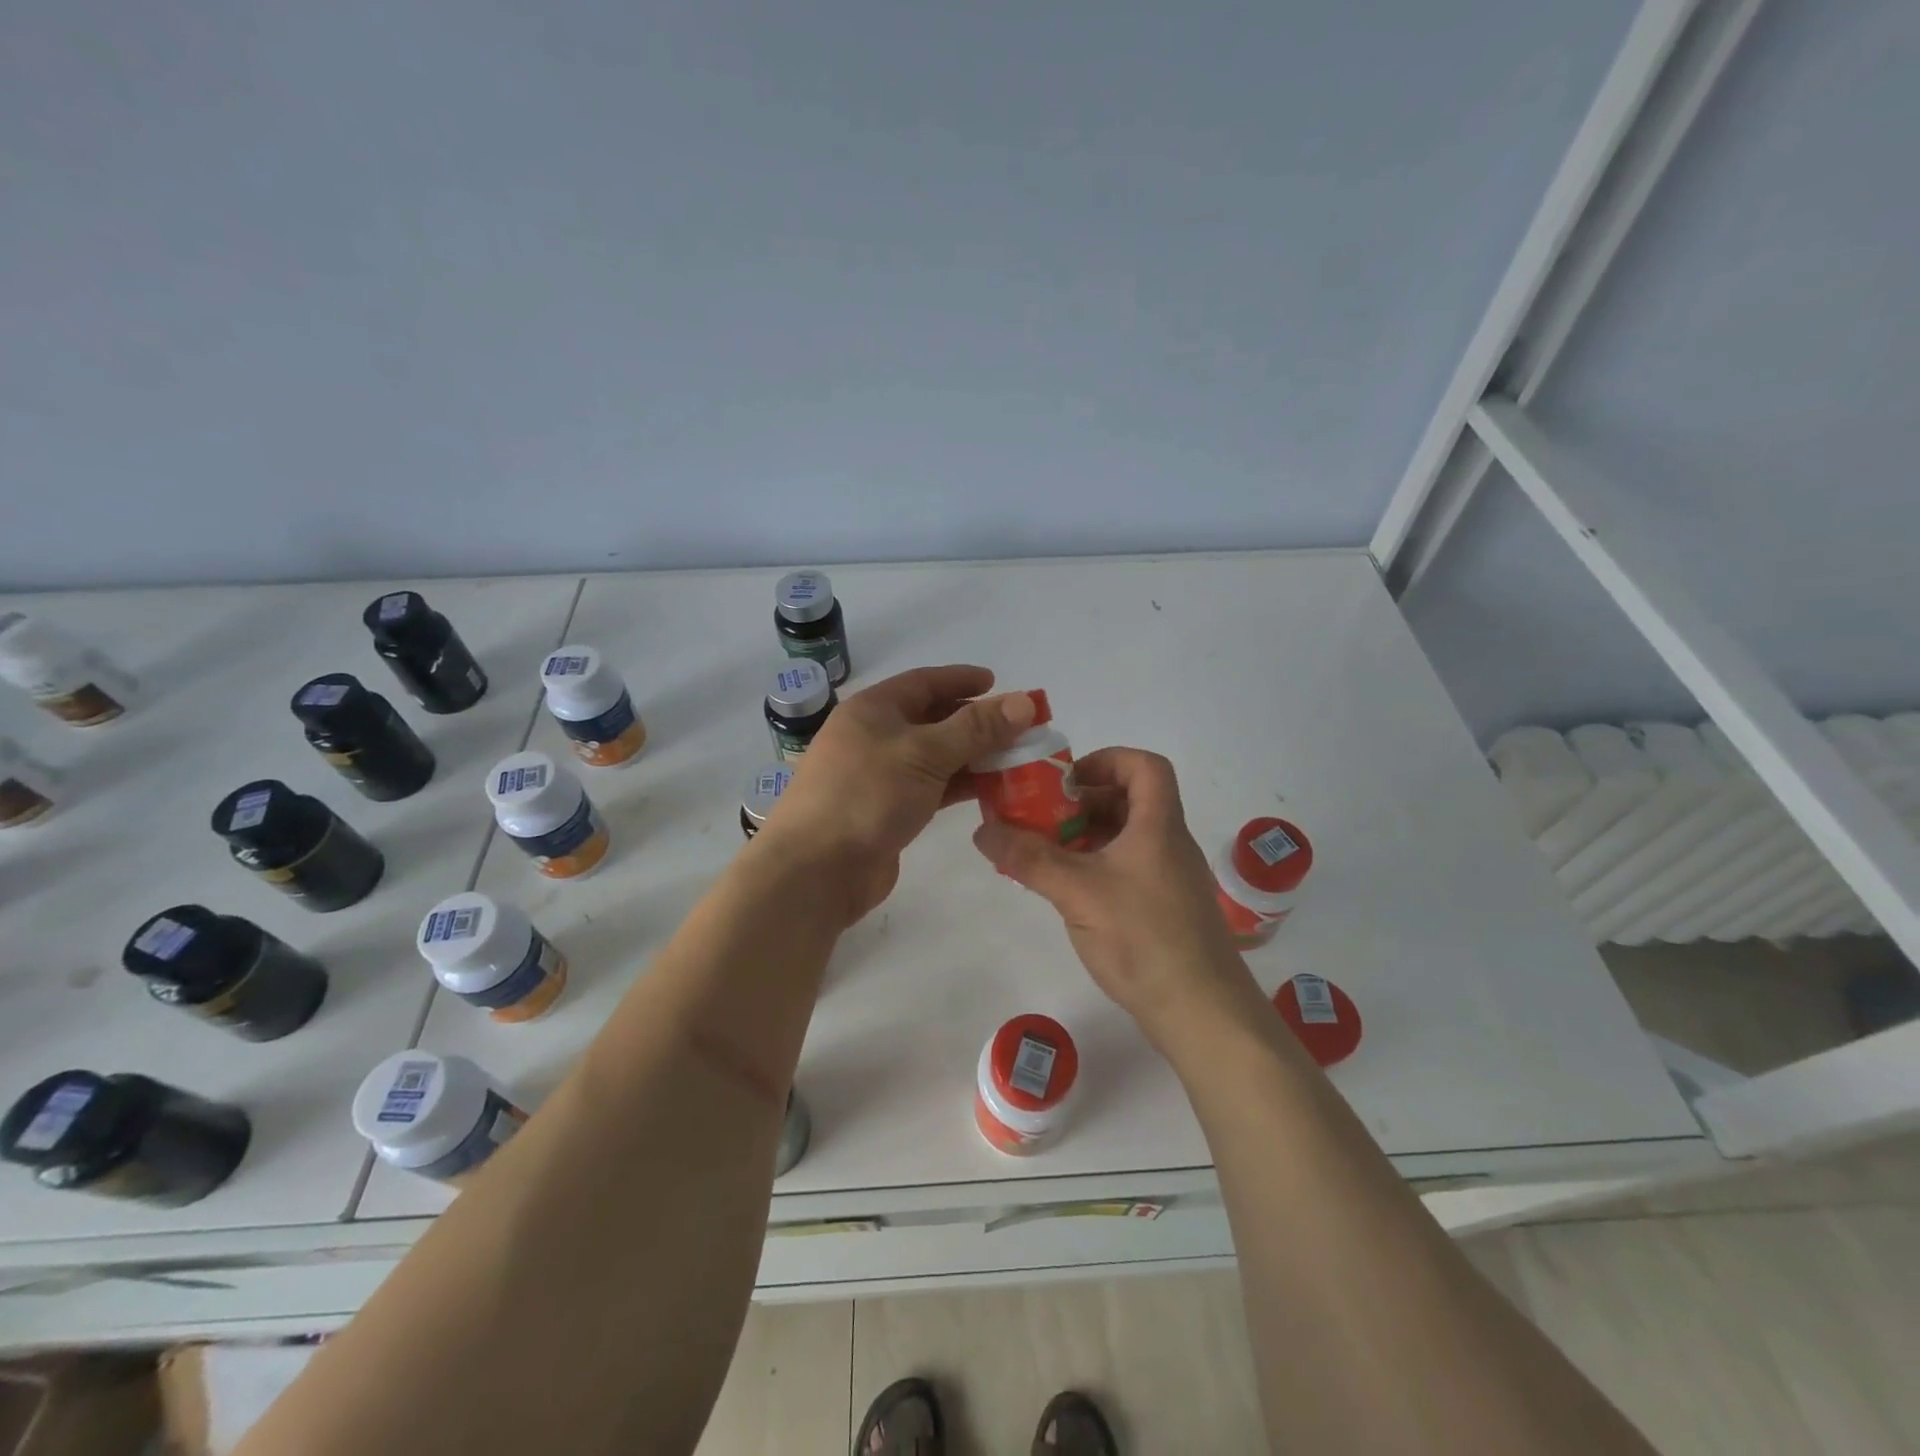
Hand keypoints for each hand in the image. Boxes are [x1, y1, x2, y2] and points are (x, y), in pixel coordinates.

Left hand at [759, 665, 1036, 924]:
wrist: (817, 869)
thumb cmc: (867, 795)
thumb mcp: (926, 753)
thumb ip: (977, 728)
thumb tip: (1025, 701)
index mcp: (873, 709)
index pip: (924, 682)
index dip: (962, 680)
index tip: (999, 684)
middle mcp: (874, 736)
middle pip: (932, 719)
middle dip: (975, 722)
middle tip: (1018, 727)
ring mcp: (879, 775)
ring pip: (934, 756)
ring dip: (972, 756)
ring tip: (1015, 759)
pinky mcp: (887, 810)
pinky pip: (931, 787)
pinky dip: (959, 785)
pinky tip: (990, 790)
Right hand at [972, 747, 1258, 1039]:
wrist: (1202, 1012)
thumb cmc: (1143, 938)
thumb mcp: (1077, 892)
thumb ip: (1028, 858)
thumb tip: (981, 830)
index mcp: (1158, 825)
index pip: (1145, 766)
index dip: (1106, 760)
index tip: (1067, 782)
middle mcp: (1169, 844)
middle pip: (1130, 801)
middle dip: (1083, 803)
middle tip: (1043, 819)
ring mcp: (1171, 878)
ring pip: (1127, 838)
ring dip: (1086, 837)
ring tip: (1046, 854)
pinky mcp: (1166, 909)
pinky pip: (1128, 869)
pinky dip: (1097, 867)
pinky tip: (1069, 892)